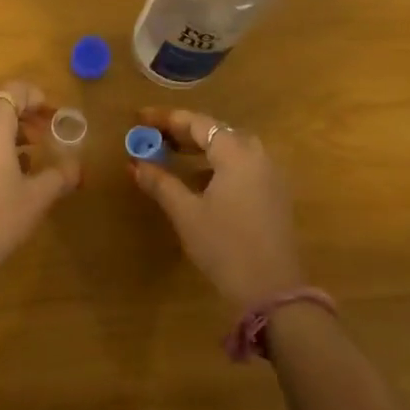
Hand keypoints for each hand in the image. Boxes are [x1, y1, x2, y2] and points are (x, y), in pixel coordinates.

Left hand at [0, 82, 80, 283]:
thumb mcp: (36, 197)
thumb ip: (59, 176)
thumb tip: (77, 167)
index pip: (13, 90)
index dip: (35, 97)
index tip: (52, 115)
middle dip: (19, 110)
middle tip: (42, 131)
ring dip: (3, 126)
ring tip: (29, 151)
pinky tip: (7, 170)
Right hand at [131, 107, 305, 307]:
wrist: (273, 290)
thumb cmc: (225, 246)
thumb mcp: (186, 213)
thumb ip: (160, 183)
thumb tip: (135, 163)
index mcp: (236, 153)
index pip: (197, 123)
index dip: (166, 119)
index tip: (140, 118)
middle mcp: (257, 155)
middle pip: (216, 131)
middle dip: (182, 131)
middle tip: (152, 135)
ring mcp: (269, 175)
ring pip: (230, 148)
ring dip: (200, 147)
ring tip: (170, 153)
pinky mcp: (273, 194)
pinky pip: (241, 165)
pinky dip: (216, 164)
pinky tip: (198, 180)